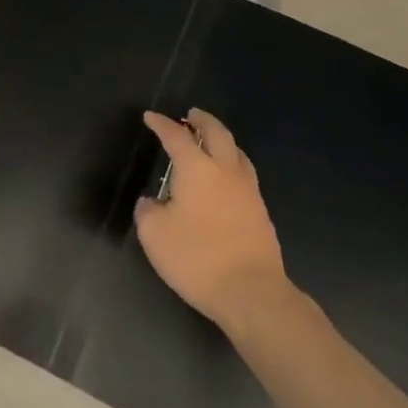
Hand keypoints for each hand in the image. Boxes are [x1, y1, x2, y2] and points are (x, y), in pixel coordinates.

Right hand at [133, 109, 286, 327]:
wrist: (252, 292)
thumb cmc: (197, 259)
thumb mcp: (154, 235)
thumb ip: (147, 211)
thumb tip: (152, 202)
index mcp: (197, 168)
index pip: (176, 136)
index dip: (161, 124)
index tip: (151, 117)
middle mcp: (225, 170)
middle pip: (216, 132)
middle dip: (202, 120)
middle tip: (191, 115)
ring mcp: (248, 190)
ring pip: (236, 151)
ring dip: (221, 139)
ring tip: (211, 140)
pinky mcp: (260, 211)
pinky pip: (245, 173)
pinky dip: (232, 162)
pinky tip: (226, 177)